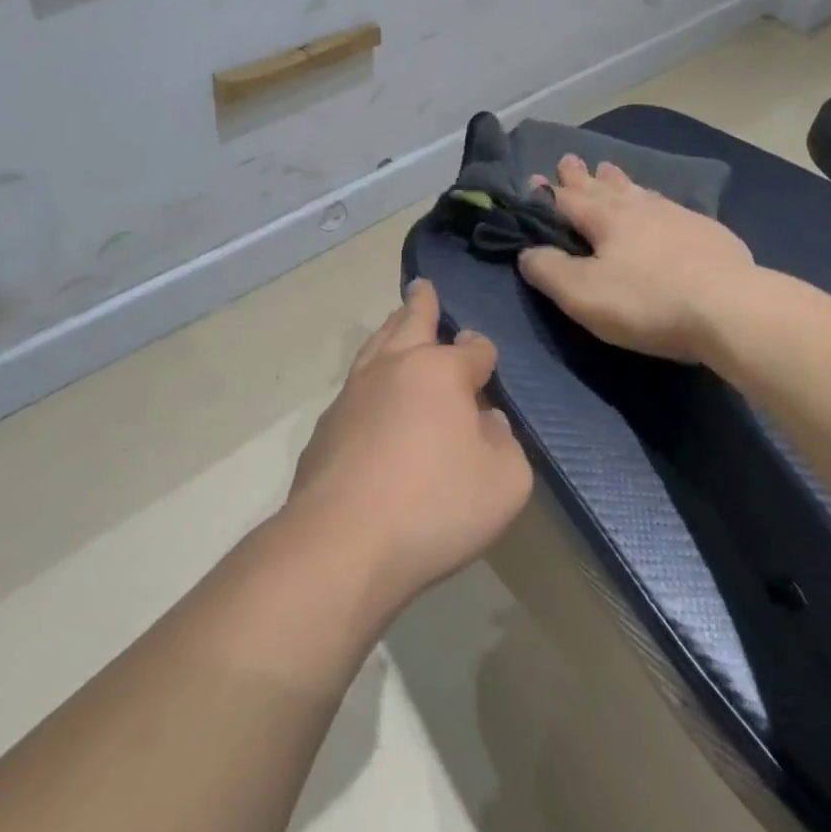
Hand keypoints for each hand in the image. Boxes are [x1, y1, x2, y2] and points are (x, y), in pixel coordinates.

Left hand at [287, 280, 531, 611]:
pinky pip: (353, 390)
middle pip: (410, 323)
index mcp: (440, 371)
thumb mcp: (505, 481)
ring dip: (389, 330)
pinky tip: (370, 399)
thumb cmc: (435, 506)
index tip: (485, 361)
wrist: (341, 544)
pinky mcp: (325, 429)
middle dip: (421, 304)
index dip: (483, 353)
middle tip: (421, 286)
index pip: (472, 349)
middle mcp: (394, 369)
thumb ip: (504, 444)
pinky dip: (368, 381)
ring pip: (375, 347)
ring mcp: (353, 396)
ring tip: (394, 322)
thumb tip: (486, 421)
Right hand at [518, 156, 755, 363]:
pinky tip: (661, 205)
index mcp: (606, 219)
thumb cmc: (647, 301)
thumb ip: (549, 271)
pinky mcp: (707, 232)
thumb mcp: (583, 294)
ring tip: (610, 169)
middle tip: (570, 159)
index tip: (534, 179)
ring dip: (619, 181)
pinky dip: (654, 200)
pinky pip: (669, 206)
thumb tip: (527, 251)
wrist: (730, 307)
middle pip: (604, 187)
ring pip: (638, 191)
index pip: (568, 199)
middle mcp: (639, 207)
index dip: (547, 193)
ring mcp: (677, 216)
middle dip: (582, 176)